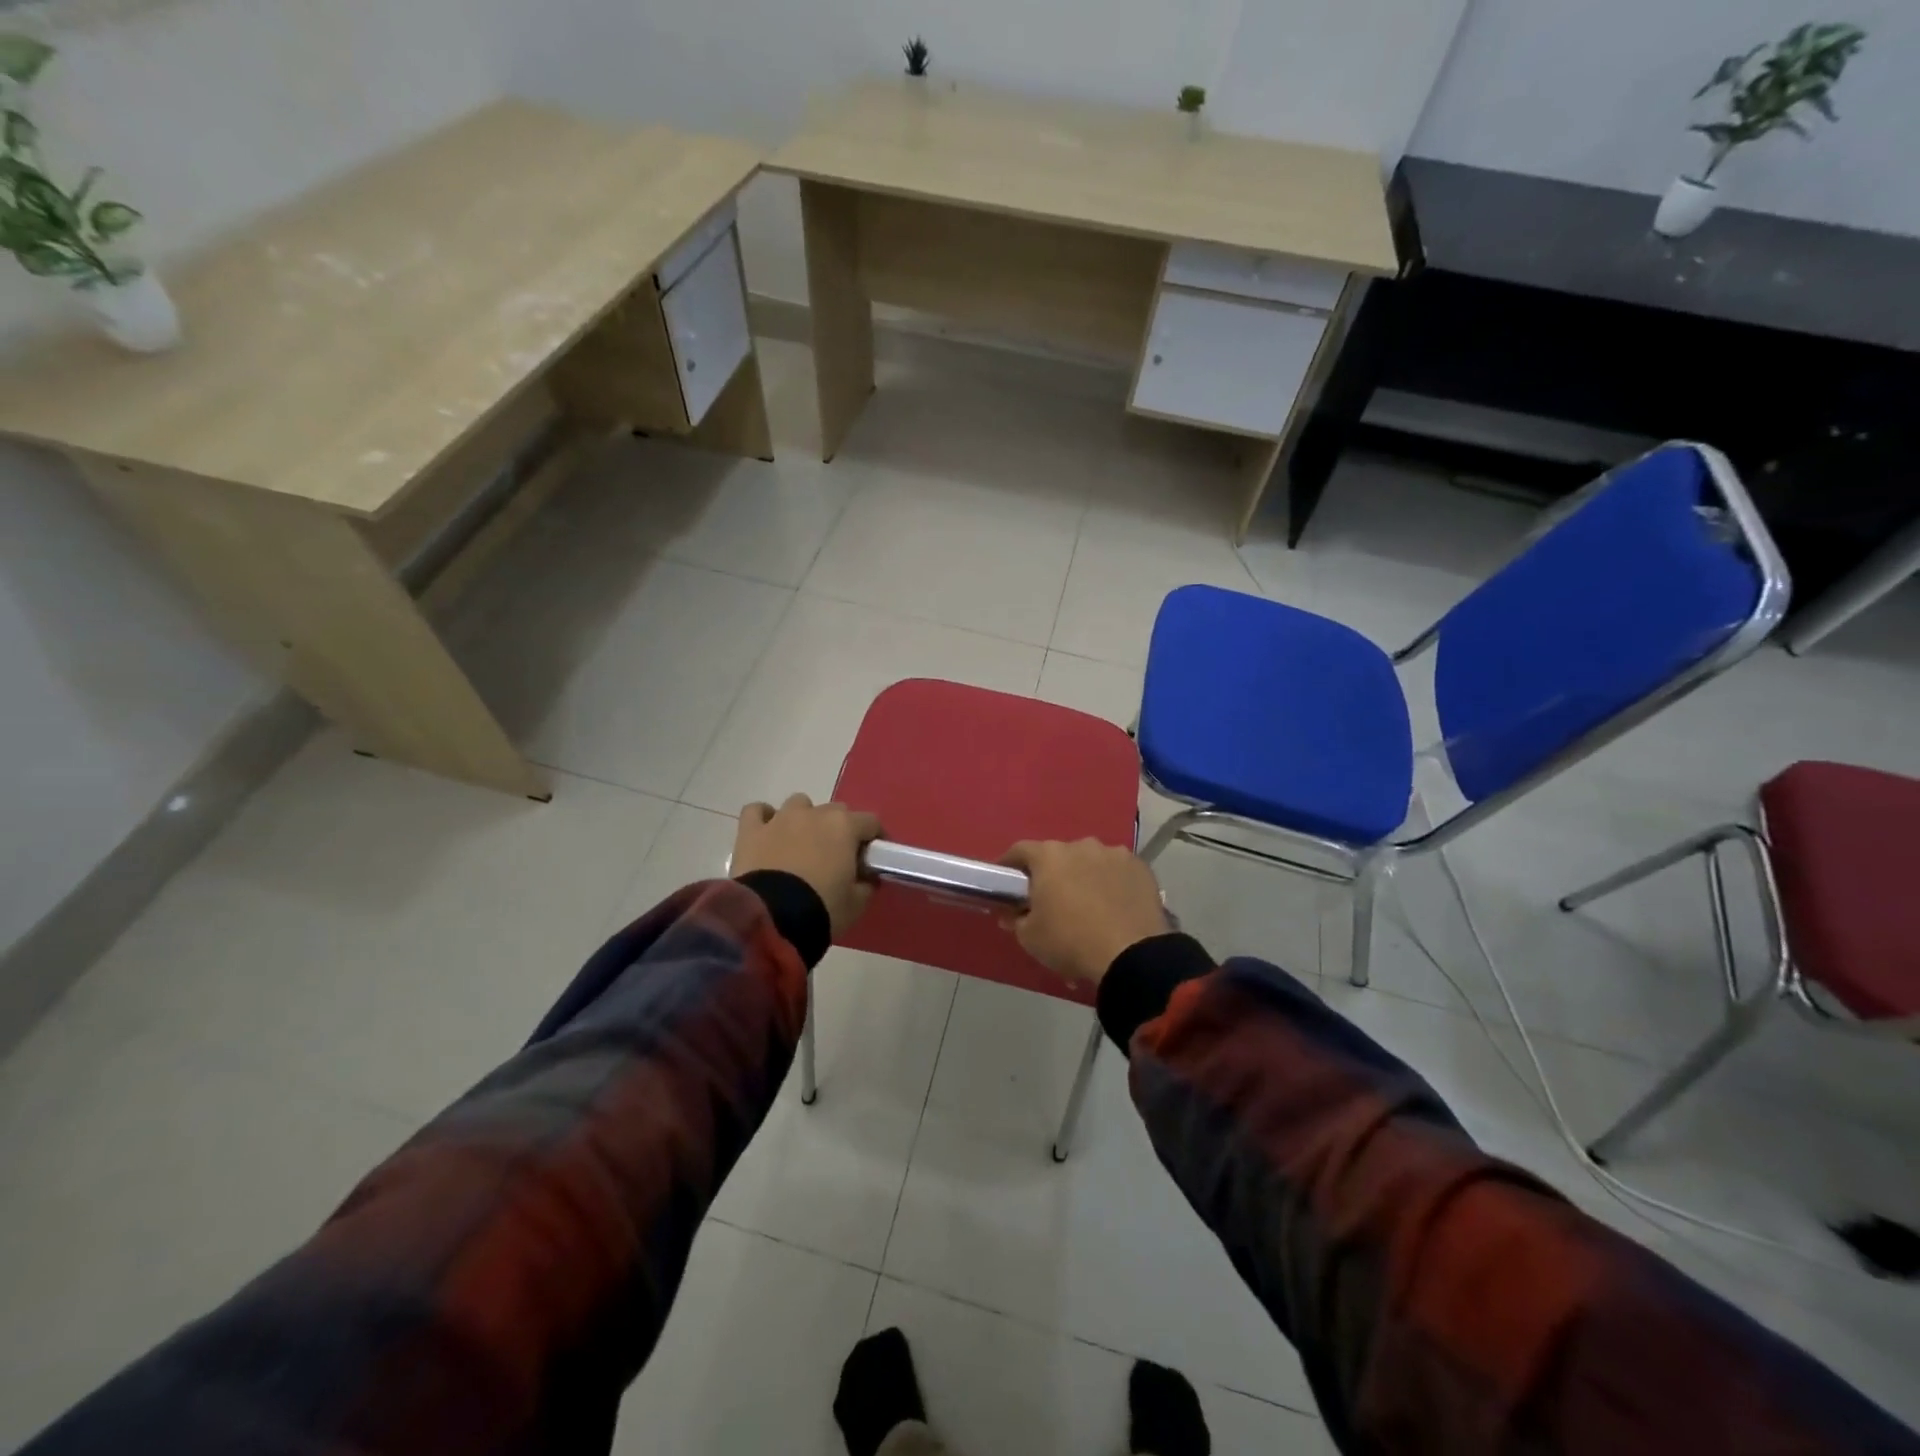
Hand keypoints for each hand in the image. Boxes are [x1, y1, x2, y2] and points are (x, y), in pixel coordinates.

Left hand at [733, 794, 883, 936]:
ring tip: (801, 844)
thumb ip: (866, 885)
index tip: (873, 857)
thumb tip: (866, 878)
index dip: (875, 838)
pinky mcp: (751, 830)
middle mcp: (814, 814)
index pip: (870, 822)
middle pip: (835, 811)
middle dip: (839, 830)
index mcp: (845, 827)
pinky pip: (757, 811)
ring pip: (798, 804)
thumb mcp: (856, 903)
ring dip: (804, 819)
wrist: (771, 918)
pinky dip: (764, 818)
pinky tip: (767, 833)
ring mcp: (780, 818)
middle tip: (837, 856)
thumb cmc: (822, 907)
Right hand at [1000, 839, 1169, 987]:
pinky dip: (1111, 884)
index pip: (1020, 850)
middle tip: (1051, 900)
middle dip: (1052, 874)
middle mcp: (1081, 845)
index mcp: (1049, 856)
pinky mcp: (1140, 868)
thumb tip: (1012, 913)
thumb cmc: (1070, 941)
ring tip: (1088, 906)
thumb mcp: (1030, 937)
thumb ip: (1015, 919)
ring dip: (1084, 877)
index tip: (1006, 881)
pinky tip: (1114, 907)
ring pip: (1090, 862)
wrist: (1131, 955)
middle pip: (1058, 856)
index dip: (1010, 864)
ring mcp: (1114, 854)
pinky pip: (1117, 872)